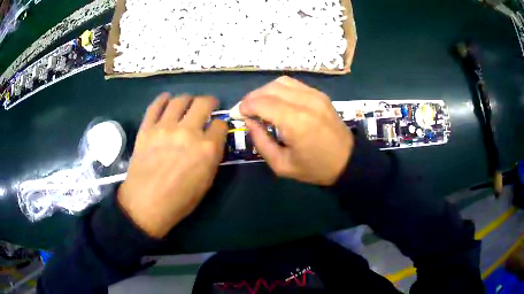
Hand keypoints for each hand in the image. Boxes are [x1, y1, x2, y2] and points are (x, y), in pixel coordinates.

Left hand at [117, 93, 226, 237]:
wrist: (146, 204)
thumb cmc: (179, 200)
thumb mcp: (206, 183)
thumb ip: (212, 157)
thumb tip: (213, 141)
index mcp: (207, 148)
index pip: (221, 124)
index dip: (221, 124)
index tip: (218, 127)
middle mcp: (188, 132)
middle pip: (203, 103)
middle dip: (210, 101)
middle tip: (209, 104)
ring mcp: (165, 127)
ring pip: (180, 100)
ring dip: (188, 98)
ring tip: (188, 102)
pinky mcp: (147, 128)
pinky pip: (155, 106)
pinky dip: (162, 99)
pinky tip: (167, 99)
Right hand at [240, 76, 353, 185]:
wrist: (348, 161)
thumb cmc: (315, 168)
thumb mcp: (282, 165)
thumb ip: (260, 142)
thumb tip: (249, 122)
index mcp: (295, 121)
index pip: (261, 102)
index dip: (245, 106)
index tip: (238, 114)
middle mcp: (305, 102)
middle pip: (269, 89)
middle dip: (252, 97)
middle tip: (246, 111)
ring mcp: (315, 95)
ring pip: (281, 82)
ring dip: (265, 91)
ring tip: (260, 105)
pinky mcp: (320, 94)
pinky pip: (294, 84)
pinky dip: (279, 89)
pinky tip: (277, 102)